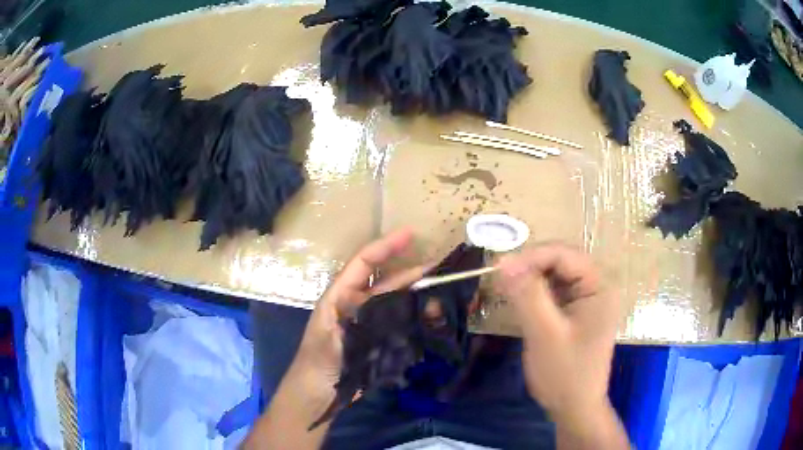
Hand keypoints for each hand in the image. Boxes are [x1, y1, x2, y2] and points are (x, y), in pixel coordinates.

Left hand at [285, 229, 427, 410]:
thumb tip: (386, 304)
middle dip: (412, 272)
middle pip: (387, 281)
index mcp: (340, 295)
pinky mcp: (379, 340)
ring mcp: (370, 323)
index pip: (364, 263)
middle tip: (442, 267)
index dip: (386, 246)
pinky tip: (434, 316)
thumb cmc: (317, 364)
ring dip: (419, 295)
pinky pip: (401, 323)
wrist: (317, 395)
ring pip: (398, 302)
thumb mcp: (330, 339)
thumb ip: (356, 320)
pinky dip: (417, 317)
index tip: (410, 234)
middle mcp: (357, 304)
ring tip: (444, 292)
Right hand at [495, 243, 625, 446]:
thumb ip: (527, 296)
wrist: (574, 408)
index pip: (565, 255)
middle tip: (500, 278)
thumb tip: (503, 262)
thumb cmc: (565, 374)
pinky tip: (519, 301)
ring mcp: (587, 300)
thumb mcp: (545, 334)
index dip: (532, 256)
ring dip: (530, 279)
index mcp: (599, 287)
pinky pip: (553, 292)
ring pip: (555, 276)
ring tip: (505, 288)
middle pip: (561, 262)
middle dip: (530, 267)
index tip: (499, 268)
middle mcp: (597, 287)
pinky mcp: (576, 312)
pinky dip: (534, 293)